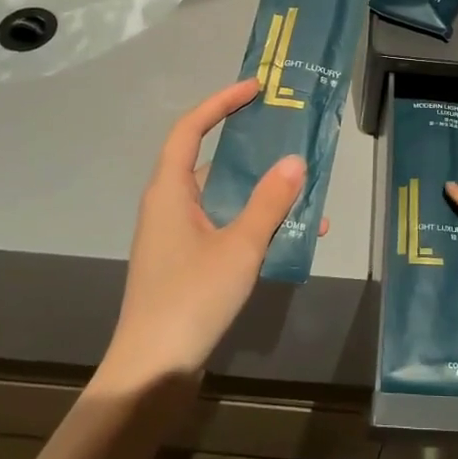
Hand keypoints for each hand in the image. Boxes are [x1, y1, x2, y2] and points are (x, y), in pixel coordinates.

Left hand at [99, 79, 317, 388]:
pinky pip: (225, 228)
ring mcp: (177, 237)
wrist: (153, 370)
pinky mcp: (188, 264)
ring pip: (222, 199)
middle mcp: (169, 207)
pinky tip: (292, 237)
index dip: (220, 102)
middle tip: (287, 135)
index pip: (190, 129)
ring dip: (260, 193)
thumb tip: (296, 160)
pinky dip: (255, 224)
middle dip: (249, 147)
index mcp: (170, 191)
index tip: (255, 88)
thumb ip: (269, 202)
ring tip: (304, 190)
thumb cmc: (191, 298)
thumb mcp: (239, 247)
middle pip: (209, 160)